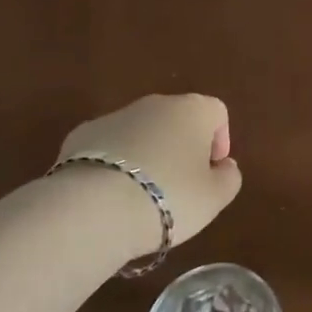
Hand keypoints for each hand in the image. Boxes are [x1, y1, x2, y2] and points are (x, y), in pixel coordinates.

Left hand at [55, 94, 241, 258]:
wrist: (94, 208)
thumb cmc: (168, 198)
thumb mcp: (214, 198)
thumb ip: (229, 178)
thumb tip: (224, 166)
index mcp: (193, 110)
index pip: (217, 112)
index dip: (220, 141)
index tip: (211, 172)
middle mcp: (155, 103)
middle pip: (177, 118)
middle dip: (181, 147)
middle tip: (179, 186)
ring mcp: (115, 115)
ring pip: (141, 131)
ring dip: (147, 154)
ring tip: (141, 195)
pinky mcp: (82, 134)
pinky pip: (109, 145)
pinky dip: (114, 163)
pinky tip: (109, 195)